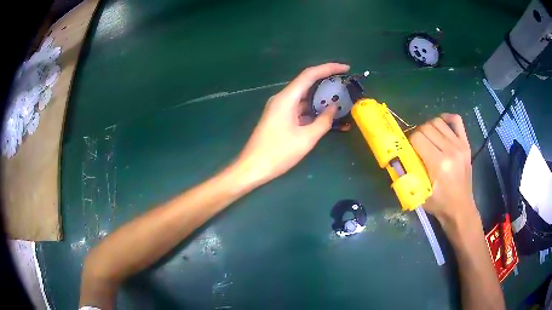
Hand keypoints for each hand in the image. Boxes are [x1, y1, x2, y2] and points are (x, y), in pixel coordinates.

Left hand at [235, 63, 349, 185]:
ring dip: (320, 97)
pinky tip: (325, 115)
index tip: (346, 68)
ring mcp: (279, 108)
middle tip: (345, 85)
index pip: (310, 74)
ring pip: (304, 97)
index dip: (328, 68)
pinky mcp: (279, 117)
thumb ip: (324, 121)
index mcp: (286, 98)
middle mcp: (282, 98)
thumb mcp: (306, 138)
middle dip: (327, 82)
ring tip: (340, 100)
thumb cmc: (278, 153)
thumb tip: (334, 107)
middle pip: (307, 83)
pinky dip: (312, 109)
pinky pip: (299, 108)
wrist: (252, 167)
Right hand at [409, 113, 478, 225]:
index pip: (418, 138)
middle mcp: (450, 150)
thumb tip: (397, 157)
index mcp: (439, 164)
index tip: (408, 150)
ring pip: (438, 122)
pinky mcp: (466, 144)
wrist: (460, 208)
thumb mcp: (420, 194)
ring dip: (429, 127)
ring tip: (427, 138)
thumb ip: (408, 174)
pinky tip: (441, 124)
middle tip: (416, 145)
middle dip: (417, 134)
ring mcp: (460, 145)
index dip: (409, 141)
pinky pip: (457, 120)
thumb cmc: (440, 204)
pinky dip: (447, 118)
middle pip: (427, 127)